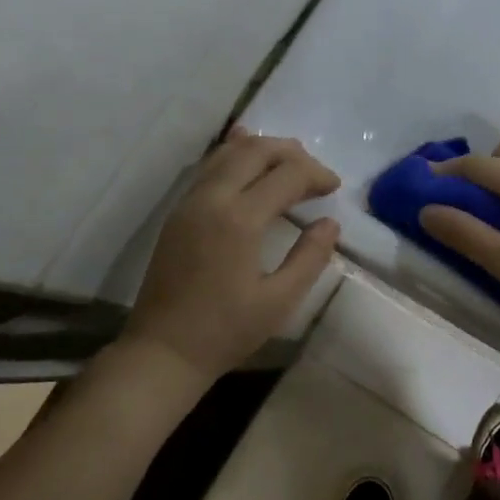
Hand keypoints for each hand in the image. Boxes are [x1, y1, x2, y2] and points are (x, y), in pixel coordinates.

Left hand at [120, 128, 340, 382]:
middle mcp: (212, 198)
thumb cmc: (226, 331)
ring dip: (262, 149)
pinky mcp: (178, 212)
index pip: (286, 175)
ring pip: (228, 153)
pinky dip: (233, 155)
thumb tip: (330, 223)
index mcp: (240, 219)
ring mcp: (190, 202)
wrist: (164, 350)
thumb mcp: (280, 301)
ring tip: (289, 161)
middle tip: (315, 173)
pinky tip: (245, 154)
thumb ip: (309, 257)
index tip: (334, 188)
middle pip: (255, 151)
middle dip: (290, 153)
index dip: (315, 174)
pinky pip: (208, 168)